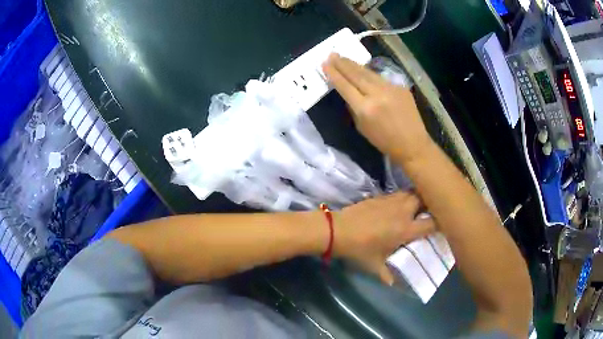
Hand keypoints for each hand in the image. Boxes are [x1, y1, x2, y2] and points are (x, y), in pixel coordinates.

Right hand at [322, 54, 433, 164]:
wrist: (413, 143)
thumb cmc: (384, 141)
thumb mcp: (362, 128)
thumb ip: (353, 108)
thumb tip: (348, 93)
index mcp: (365, 108)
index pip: (345, 86)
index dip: (334, 74)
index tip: (325, 64)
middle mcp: (377, 94)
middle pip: (356, 75)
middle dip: (342, 63)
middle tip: (332, 54)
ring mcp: (391, 88)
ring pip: (368, 73)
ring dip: (354, 64)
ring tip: (343, 58)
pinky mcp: (400, 86)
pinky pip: (381, 78)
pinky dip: (369, 74)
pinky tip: (363, 70)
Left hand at [333, 192, 435, 284]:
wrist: (337, 230)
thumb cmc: (359, 249)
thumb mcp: (374, 265)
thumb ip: (387, 275)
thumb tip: (393, 284)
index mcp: (405, 229)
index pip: (431, 222)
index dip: (441, 223)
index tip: (444, 225)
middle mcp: (402, 211)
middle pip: (424, 199)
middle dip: (430, 203)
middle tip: (431, 211)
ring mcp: (391, 201)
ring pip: (411, 192)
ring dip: (417, 197)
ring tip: (418, 206)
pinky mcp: (380, 196)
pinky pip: (398, 193)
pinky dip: (403, 197)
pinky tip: (399, 205)